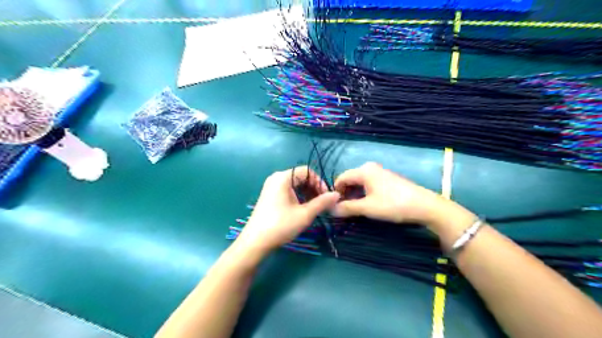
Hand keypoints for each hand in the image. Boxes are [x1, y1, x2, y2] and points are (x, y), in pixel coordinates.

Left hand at [234, 166, 337, 256]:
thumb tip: (337, 195)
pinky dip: (298, 196)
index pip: (307, 171)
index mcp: (283, 177)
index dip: (319, 182)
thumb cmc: (281, 225)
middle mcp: (276, 178)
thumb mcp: (305, 214)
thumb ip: (322, 202)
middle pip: (300, 176)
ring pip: (294, 184)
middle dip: (314, 188)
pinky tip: (302, 208)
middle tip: (322, 202)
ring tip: (314, 206)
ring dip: (307, 192)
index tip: (327, 196)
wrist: (256, 242)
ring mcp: (271, 186)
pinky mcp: (269, 195)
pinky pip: (287, 190)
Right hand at [332, 161, 448, 226]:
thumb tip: (331, 210)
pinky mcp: (386, 179)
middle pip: (350, 179)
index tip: (335, 207)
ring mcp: (379, 172)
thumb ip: (347, 208)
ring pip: (359, 183)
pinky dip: (363, 193)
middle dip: (345, 194)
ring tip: (355, 209)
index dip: (335, 192)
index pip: (341, 178)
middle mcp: (370, 168)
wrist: (424, 205)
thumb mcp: (368, 208)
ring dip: (354, 195)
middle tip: (344, 210)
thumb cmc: (393, 204)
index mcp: (363, 171)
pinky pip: (368, 184)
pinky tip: (367, 204)